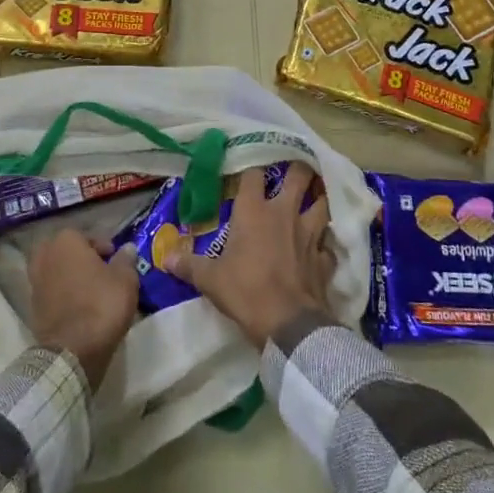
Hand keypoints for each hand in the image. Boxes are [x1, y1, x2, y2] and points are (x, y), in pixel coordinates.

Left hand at [29, 230, 138, 390]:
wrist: (72, 350)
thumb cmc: (101, 304)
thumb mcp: (125, 279)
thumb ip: (125, 260)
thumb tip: (127, 248)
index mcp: (65, 241)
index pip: (86, 236)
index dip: (103, 248)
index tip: (115, 260)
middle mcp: (45, 256)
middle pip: (67, 252)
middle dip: (82, 259)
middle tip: (101, 273)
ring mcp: (35, 282)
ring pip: (57, 272)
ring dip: (71, 277)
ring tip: (92, 292)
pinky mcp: (33, 307)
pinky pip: (52, 293)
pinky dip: (63, 296)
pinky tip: (80, 308)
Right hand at [164, 164, 334, 348]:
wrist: (288, 324)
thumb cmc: (245, 291)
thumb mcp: (210, 280)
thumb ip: (188, 265)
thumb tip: (165, 258)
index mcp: (254, 211)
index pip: (253, 175)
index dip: (252, 168)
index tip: (249, 168)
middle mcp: (284, 213)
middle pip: (299, 176)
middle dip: (299, 170)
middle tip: (294, 171)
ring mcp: (309, 233)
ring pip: (322, 203)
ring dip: (319, 200)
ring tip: (314, 200)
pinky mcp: (324, 258)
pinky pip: (328, 244)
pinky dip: (324, 244)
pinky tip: (319, 248)